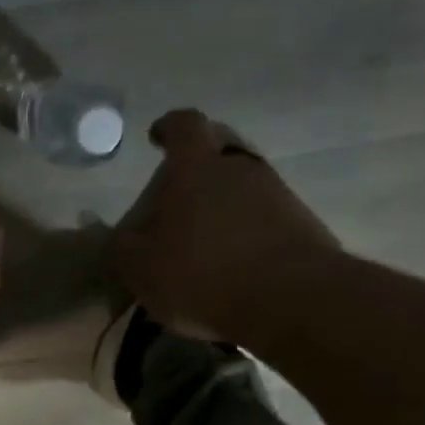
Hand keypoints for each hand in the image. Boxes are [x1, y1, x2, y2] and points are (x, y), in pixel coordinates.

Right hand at [113, 108, 340, 341]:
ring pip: (245, 185)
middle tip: (181, 193)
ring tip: (207, 240)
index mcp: (196, 168)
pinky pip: (268, 217)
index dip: (168, 127)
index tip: (157, 137)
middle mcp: (240, 169)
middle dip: (199, 164)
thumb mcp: (141, 269)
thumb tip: (121, 238)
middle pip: (220, 149)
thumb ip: (124, 249)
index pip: (184, 125)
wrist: (290, 299)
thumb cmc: (202, 274)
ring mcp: (278, 194)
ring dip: (226, 203)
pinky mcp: (303, 225)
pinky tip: (236, 264)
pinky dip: (249, 231)